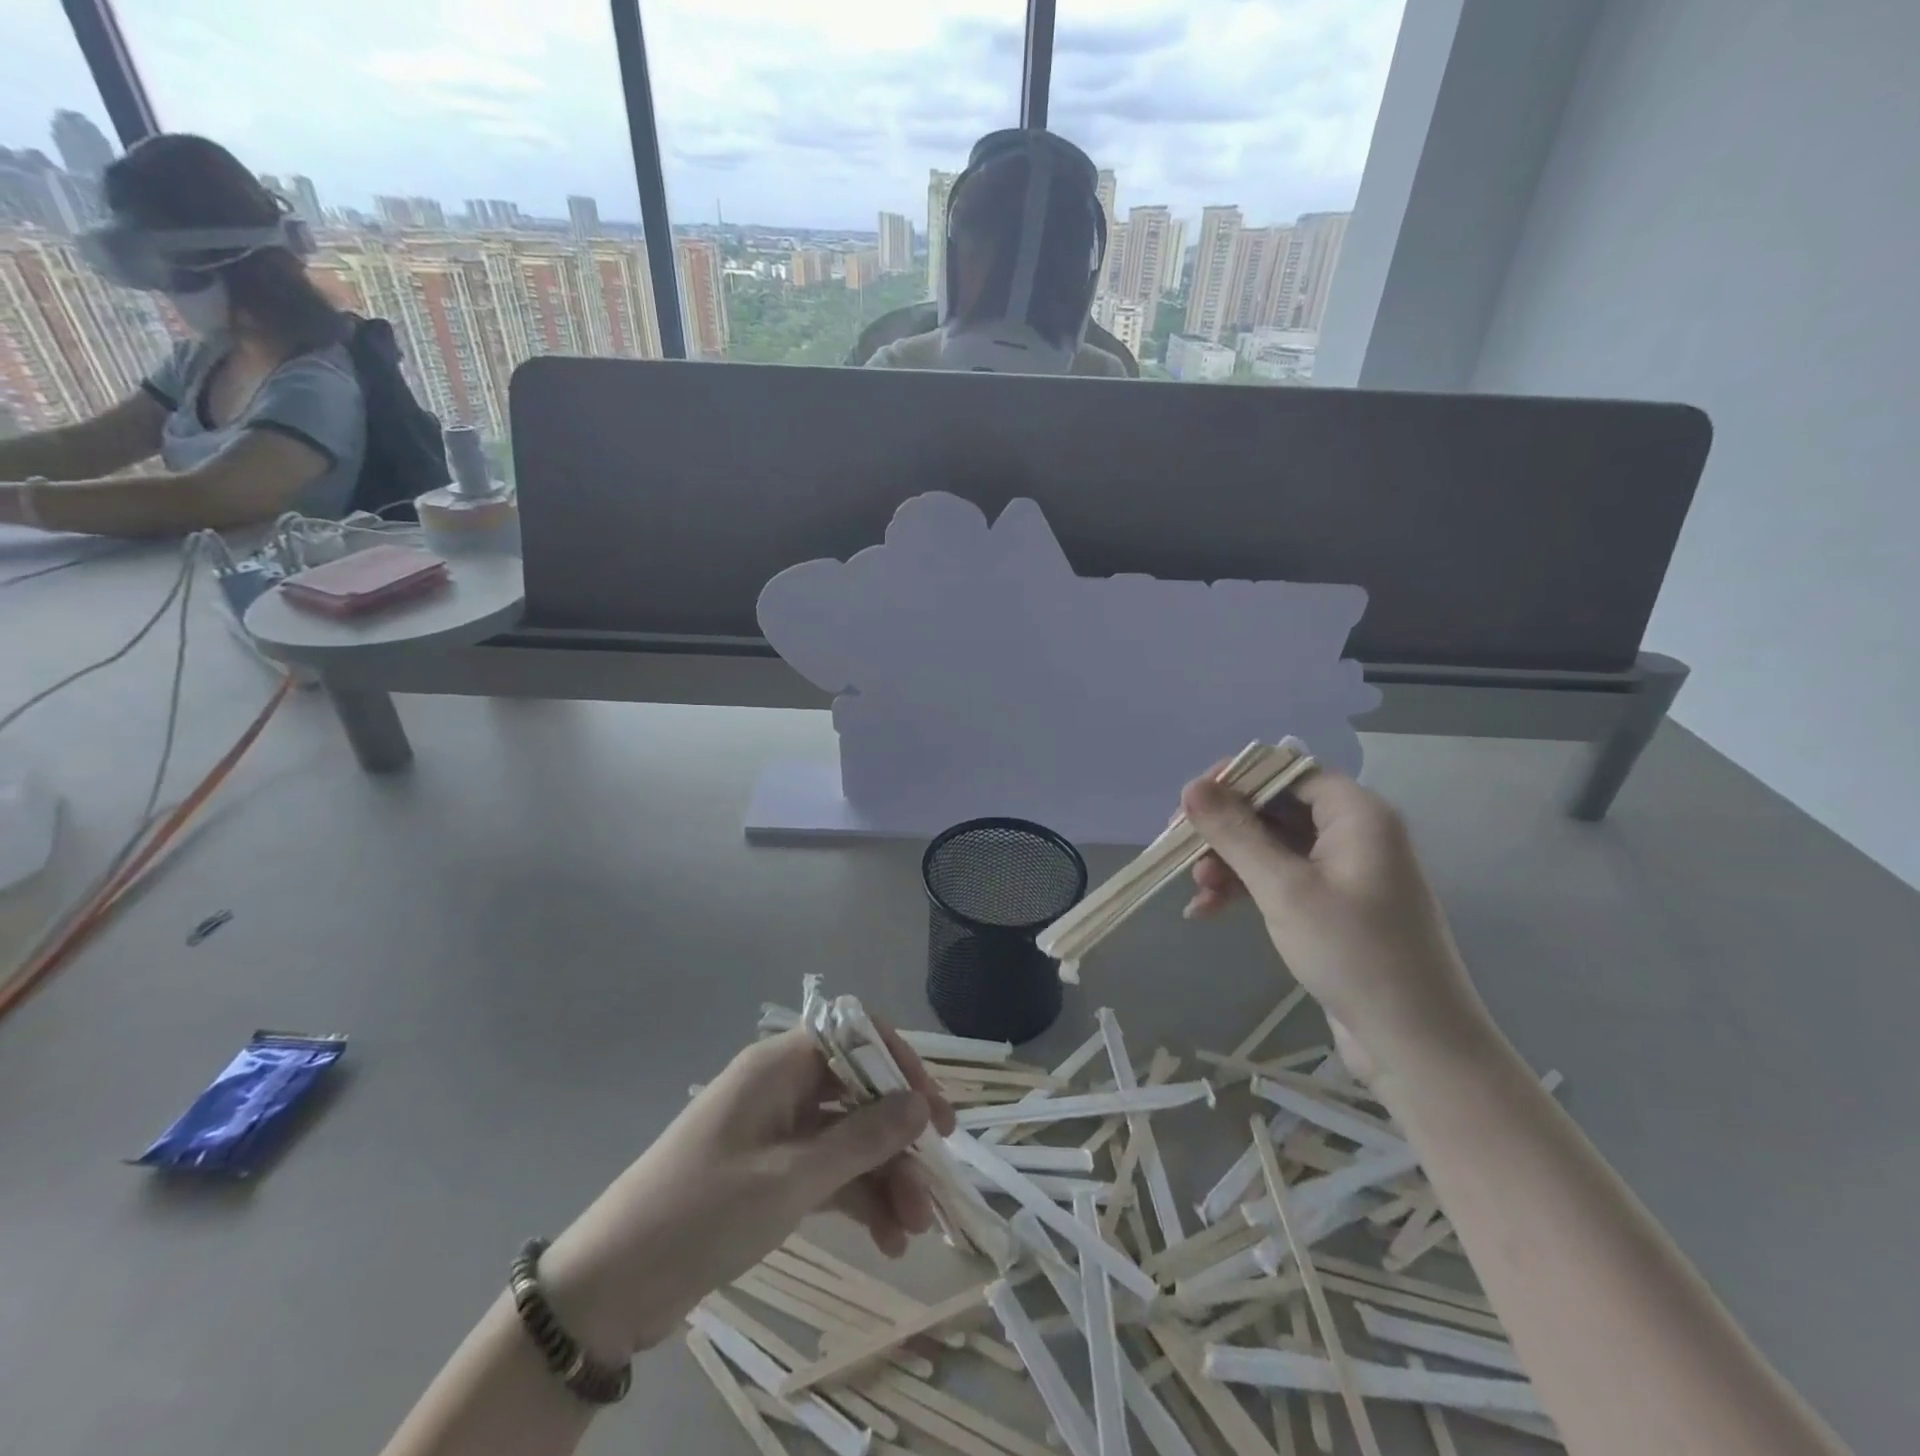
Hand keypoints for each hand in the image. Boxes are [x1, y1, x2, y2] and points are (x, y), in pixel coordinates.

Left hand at [537, 1024, 954, 1357]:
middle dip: (899, 1139)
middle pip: (859, 1094)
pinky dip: (858, 1199)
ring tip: (914, 1230)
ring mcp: (777, 1133)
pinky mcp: (771, 1174)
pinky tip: (887, 1237)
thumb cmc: (703, 1212)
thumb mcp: (791, 1178)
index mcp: (780, 1065)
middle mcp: (782, 1088)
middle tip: (934, 1186)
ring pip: (848, 1139)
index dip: (901, 1066)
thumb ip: (862, 1139)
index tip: (934, 1112)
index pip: (857, 1037)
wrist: (610, 1288)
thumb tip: (921, 1104)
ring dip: (884, 1177)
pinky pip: (828, 1172)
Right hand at [1181, 768, 1489, 1078]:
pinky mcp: (1334, 904)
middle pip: (1274, 807)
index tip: (1190, 804)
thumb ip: (1235, 833)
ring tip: (1198, 891)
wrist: (1415, 1044)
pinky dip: (1245, 888)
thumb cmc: (1353, 953)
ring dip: (1230, 862)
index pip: (1286, 770)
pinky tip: (1208, 911)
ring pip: (1271, 845)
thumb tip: (1192, 786)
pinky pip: (1280, 878)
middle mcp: (1353, 832)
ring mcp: (1344, 870)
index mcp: (1356, 813)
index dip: (1236, 780)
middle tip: (1182, 851)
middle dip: (1225, 829)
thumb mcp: (1283, 888)